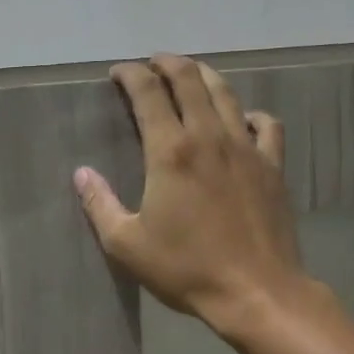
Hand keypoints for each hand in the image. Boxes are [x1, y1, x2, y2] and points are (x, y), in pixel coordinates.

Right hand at [74, 54, 306, 333]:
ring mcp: (247, 149)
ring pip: (227, 94)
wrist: (256, 291)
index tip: (118, 72)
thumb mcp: (127, 244)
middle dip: (167, 63)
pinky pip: (265, 124)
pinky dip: (249, 113)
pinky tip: (241, 120)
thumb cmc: (185, 269)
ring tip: (190, 75)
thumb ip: (101, 204)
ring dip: (204, 77)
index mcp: (170, 152)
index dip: (131, 75)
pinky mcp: (273, 166)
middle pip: (190, 80)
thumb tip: (81, 173)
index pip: (148, 94)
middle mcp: (209, 138)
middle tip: (152, 63)